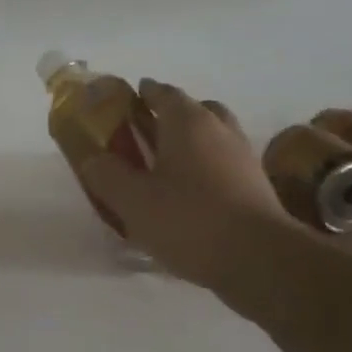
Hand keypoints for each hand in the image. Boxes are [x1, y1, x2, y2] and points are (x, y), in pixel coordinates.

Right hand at [79, 79, 296, 290]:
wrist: (259, 258)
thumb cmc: (188, 219)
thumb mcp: (132, 200)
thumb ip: (107, 175)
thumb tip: (93, 158)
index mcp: (188, 122)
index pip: (164, 93)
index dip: (145, 93)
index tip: (130, 97)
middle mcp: (219, 130)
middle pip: (195, 110)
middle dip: (171, 116)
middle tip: (147, 132)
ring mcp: (243, 158)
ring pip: (214, 137)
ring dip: (191, 143)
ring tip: (167, 165)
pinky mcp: (256, 187)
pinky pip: (224, 165)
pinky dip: (206, 169)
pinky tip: (190, 194)